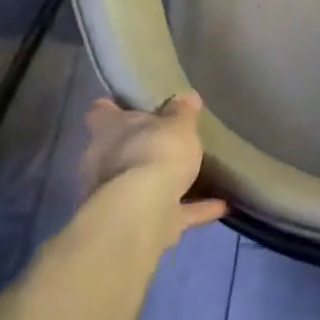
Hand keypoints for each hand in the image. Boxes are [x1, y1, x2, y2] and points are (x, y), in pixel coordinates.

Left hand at [79, 93, 226, 232]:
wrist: (142, 212)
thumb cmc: (154, 152)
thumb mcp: (177, 124)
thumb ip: (182, 112)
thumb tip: (187, 97)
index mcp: (107, 129)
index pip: (100, 112)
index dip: (113, 108)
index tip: (130, 106)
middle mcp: (103, 161)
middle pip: (118, 149)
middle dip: (139, 148)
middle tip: (169, 142)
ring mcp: (116, 195)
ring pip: (140, 183)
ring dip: (164, 183)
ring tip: (197, 176)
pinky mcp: (136, 223)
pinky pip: (168, 211)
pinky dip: (191, 209)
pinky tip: (219, 205)